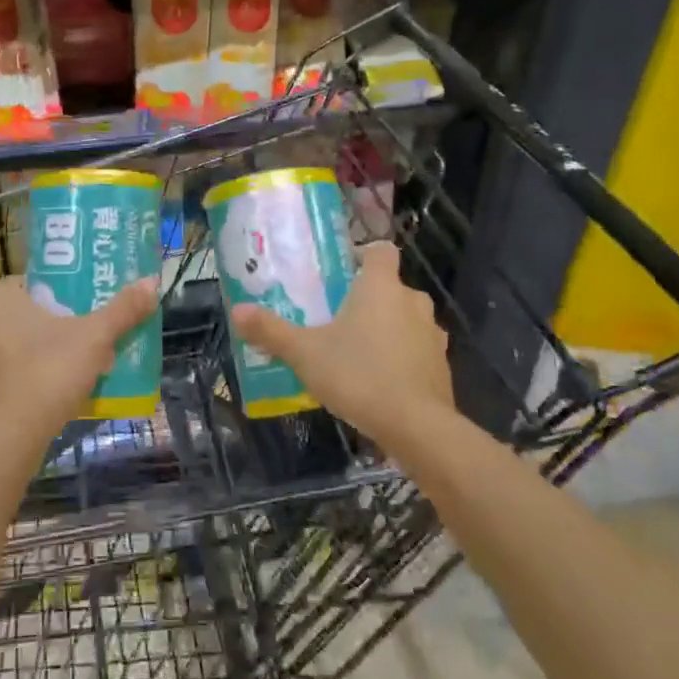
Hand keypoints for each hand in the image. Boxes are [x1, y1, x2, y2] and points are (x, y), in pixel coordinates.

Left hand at [0, 277, 159, 445]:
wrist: (10, 436)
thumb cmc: (50, 371)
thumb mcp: (95, 337)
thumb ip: (123, 309)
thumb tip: (152, 281)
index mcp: (0, 296)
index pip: (32, 285)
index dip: (58, 299)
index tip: (81, 316)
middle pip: (21, 316)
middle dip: (47, 328)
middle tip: (78, 345)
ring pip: (8, 346)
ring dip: (31, 355)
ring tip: (64, 373)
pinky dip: (17, 382)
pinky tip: (41, 396)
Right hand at [230, 242, 454, 447]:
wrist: (417, 428)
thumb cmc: (358, 375)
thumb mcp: (304, 353)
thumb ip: (271, 331)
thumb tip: (236, 310)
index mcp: (380, 286)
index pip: (380, 250)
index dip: (364, 255)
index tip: (343, 272)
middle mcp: (412, 301)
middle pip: (392, 287)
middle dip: (370, 299)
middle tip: (339, 318)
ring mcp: (433, 335)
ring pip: (407, 320)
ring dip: (388, 329)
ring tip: (358, 352)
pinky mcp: (442, 367)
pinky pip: (418, 351)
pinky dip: (403, 359)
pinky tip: (381, 382)